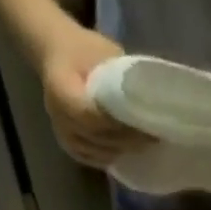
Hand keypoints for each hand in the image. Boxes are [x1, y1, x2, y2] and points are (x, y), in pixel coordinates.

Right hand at [40, 22, 150, 167]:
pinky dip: (117, 155)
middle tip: (154, 136)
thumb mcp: (101, 52)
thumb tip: (150, 100)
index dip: (117, 122)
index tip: (142, 121)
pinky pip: (98, 160)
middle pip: (99, 138)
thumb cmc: (82, 50)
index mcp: (60, 90)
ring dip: (125, 149)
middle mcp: (59, 118)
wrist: (56, 56)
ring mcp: (65, 137)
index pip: (91, 116)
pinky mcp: (72, 149)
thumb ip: (120, 78)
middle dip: (128, 138)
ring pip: (102, 152)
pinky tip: (132, 148)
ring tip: (147, 142)